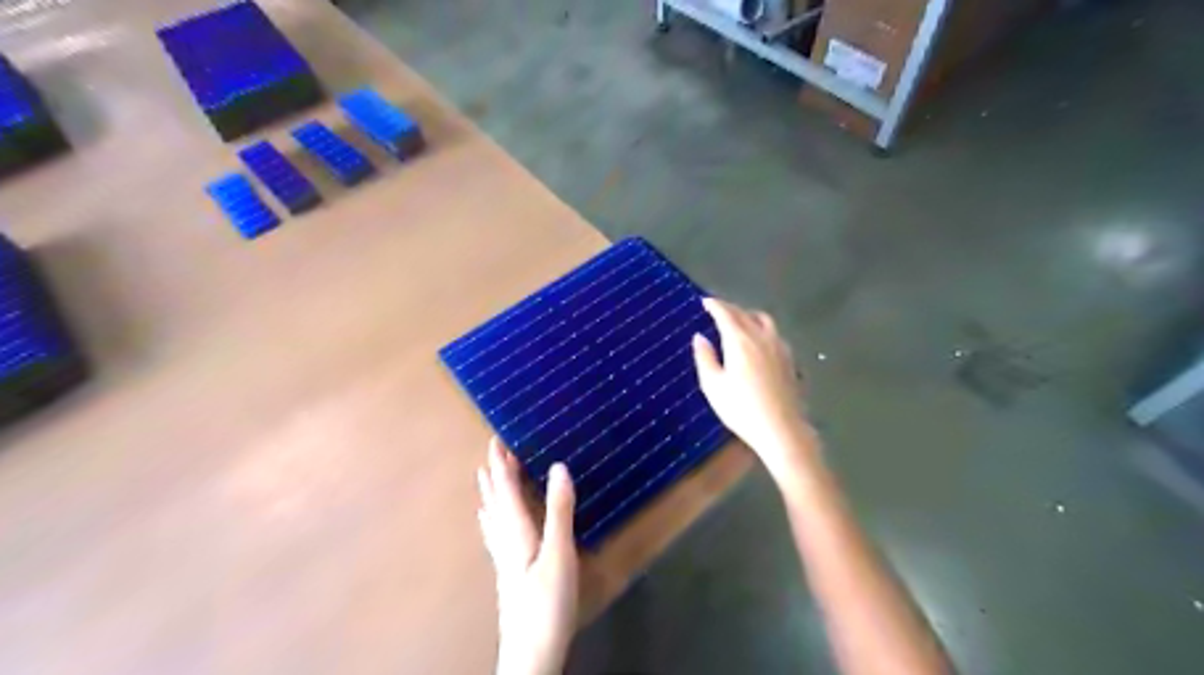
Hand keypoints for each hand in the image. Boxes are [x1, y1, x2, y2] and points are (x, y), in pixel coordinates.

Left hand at [476, 438, 576, 674]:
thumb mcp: (558, 553)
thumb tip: (558, 467)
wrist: (531, 652)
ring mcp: (505, 558)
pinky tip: (491, 522)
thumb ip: (559, 511)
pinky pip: (497, 534)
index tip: (497, 440)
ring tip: (486, 477)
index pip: (506, 490)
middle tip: (492, 450)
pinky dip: (494, 518)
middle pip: (497, 501)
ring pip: (495, 517)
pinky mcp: (509, 572)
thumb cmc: (546, 602)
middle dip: (494, 475)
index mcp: (517, 532)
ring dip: (492, 493)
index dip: (501, 466)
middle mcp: (506, 541)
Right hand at [692, 297, 811, 480]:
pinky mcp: (790, 359)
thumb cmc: (741, 409)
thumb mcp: (713, 386)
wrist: (781, 429)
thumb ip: (705, 358)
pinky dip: (762, 328)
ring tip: (739, 321)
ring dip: (749, 315)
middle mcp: (761, 337)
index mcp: (739, 340)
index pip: (726, 314)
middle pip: (745, 314)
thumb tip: (699, 337)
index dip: (714, 305)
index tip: (705, 302)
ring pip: (764, 320)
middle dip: (730, 309)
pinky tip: (759, 341)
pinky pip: (774, 333)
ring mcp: (780, 347)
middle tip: (717, 311)